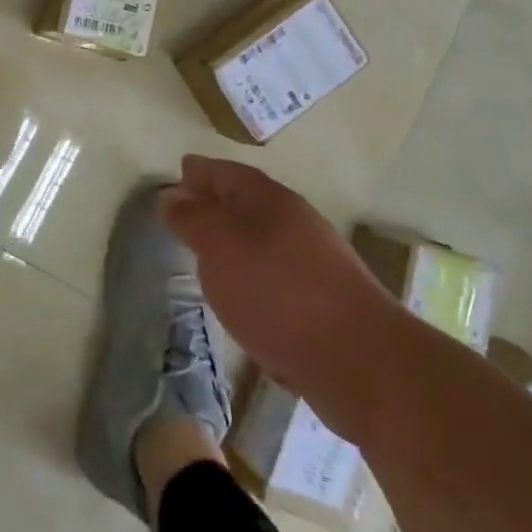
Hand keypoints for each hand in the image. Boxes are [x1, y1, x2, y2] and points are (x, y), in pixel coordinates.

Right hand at [160, 155, 404, 442]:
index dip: (201, 171)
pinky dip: (250, 271)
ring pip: (260, 238)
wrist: (360, 361)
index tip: (180, 171)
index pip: (227, 172)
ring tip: (204, 251)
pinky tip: (239, 291)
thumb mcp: (219, 247)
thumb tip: (172, 195)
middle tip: (184, 209)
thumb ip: (192, 218)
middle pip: (246, 202)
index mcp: (269, 200)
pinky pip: (273, 271)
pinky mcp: (320, 301)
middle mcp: (293, 222)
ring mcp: (311, 262)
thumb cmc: (277, 292)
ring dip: (232, 239)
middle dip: (215, 202)